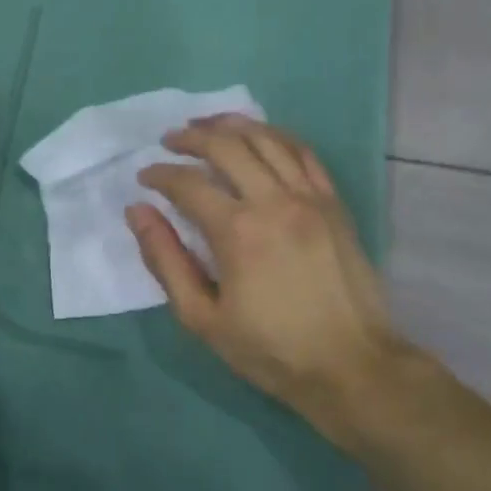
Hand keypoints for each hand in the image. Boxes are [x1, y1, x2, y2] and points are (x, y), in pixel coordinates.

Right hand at [129, 115, 405, 440]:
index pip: (188, 183)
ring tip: (208, 124)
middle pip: (226, 146)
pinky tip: (259, 136)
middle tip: (171, 140)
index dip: (160, 174)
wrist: (352, 366)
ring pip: (266, 138)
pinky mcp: (333, 202)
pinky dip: (275, 136)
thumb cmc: (271, 349)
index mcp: (237, 231)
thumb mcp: (203, 318)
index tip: (145, 177)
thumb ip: (165, 260)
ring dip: (231, 125)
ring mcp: (309, 197)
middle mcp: (273, 200)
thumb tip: (138, 212)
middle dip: (191, 137)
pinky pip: (302, 152)